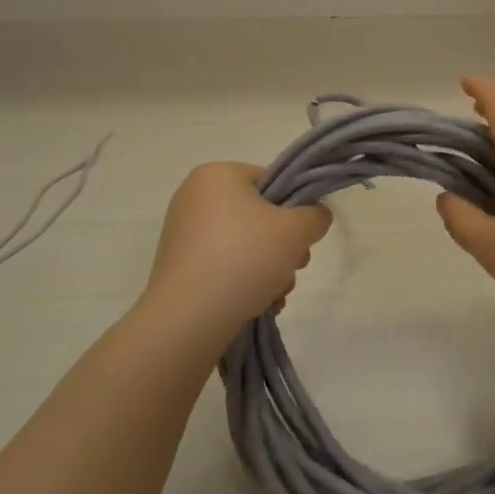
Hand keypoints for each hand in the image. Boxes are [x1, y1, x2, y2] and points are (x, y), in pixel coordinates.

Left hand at [141, 162, 331, 336]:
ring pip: (243, 244)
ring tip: (277, 294)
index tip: (303, 239)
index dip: (294, 209)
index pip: (271, 181)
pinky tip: (258, 304)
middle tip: (294, 268)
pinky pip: (222, 265)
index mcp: (217, 175)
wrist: (188, 318)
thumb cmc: (244, 258)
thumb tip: (314, 217)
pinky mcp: (178, 266)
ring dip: (268, 268)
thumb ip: (315, 215)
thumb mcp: (296, 230)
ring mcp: (182, 233)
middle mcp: (194, 197)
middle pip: (258, 215)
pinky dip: (243, 281)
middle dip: (283, 246)